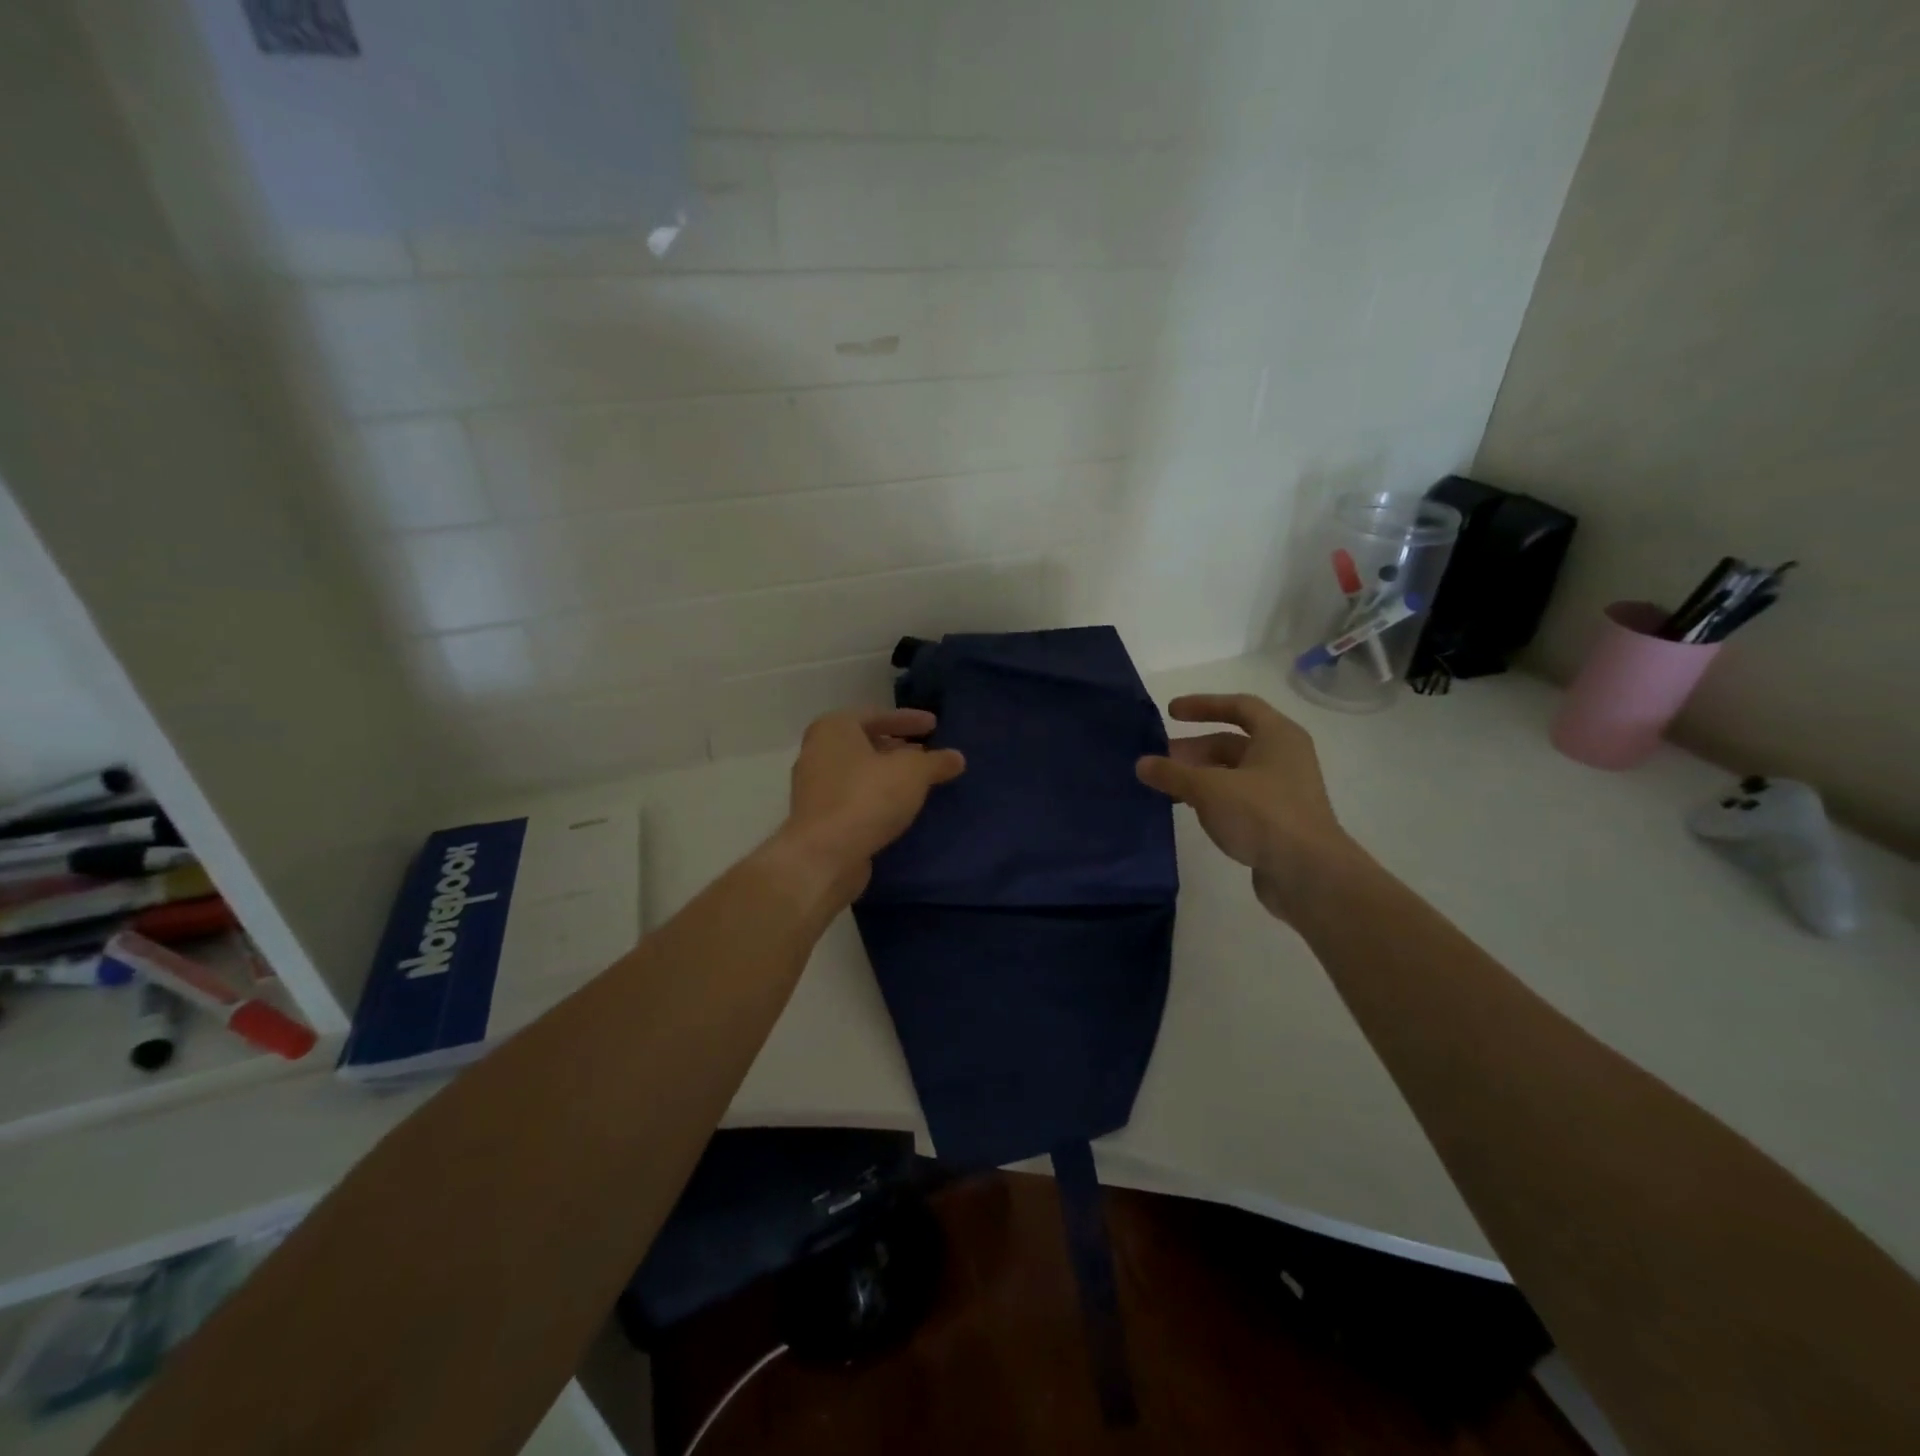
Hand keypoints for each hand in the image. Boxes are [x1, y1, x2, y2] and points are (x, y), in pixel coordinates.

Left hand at [779, 708, 965, 896]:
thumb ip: (936, 761)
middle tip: (927, 753)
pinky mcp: (818, 817)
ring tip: (918, 781)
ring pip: (859, 771)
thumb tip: (957, 758)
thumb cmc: (867, 797)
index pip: (877, 715)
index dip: (909, 720)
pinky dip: (877, 796)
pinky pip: (854, 796)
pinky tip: (899, 807)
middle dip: (898, 747)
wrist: (825, 856)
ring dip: (887, 774)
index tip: (934, 725)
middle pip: (865, 742)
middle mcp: (817, 751)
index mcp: (833, 728)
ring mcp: (814, 786)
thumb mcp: (913, 772)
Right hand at [1135, 693, 1353, 921]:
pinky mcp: (1279, 820)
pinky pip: (1239, 798)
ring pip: (1234, 772)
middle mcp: (1284, 757)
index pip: (1239, 706)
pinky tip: (1191, 810)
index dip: (1203, 705)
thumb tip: (1141, 764)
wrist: (1309, 873)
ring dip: (1200, 775)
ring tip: (1167, 787)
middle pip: (1233, 742)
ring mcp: (1284, 790)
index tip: (1171, 713)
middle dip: (1194, 749)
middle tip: (1160, 760)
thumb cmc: (1262, 815)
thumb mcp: (1209, 789)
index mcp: (1278, 736)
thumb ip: (1173, 773)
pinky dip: (1213, 798)